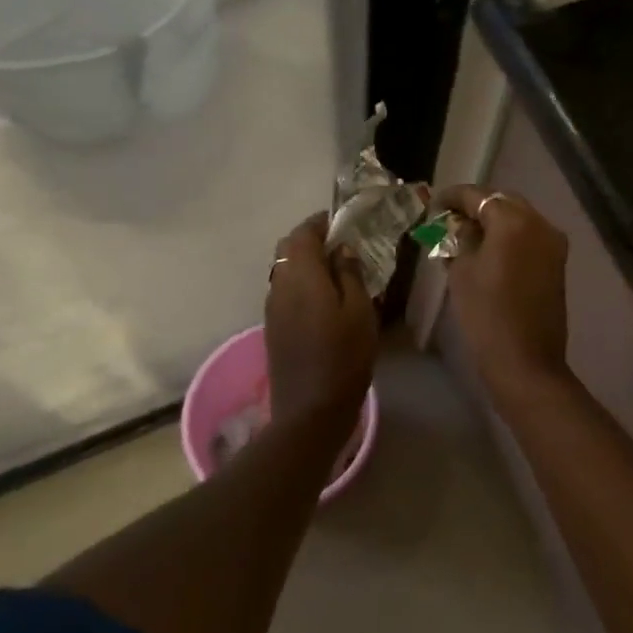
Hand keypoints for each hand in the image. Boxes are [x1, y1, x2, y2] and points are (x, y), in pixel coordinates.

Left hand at [265, 213, 378, 425]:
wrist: (310, 409)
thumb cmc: (344, 357)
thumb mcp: (360, 311)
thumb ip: (349, 274)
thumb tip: (342, 249)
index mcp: (301, 276)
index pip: (303, 233)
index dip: (321, 223)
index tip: (343, 222)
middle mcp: (279, 285)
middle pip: (287, 248)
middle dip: (311, 240)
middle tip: (341, 247)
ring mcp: (272, 308)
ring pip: (284, 270)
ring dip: (305, 263)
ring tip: (336, 272)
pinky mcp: (273, 327)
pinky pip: (284, 290)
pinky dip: (301, 283)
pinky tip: (324, 299)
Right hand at [433, 185, 570, 396]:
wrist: (526, 360)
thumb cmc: (486, 314)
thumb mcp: (462, 272)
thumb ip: (459, 239)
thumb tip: (456, 225)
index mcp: (513, 220)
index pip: (478, 196)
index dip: (453, 197)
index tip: (434, 205)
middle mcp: (539, 222)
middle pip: (503, 201)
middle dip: (476, 206)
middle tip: (450, 219)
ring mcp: (553, 242)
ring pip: (520, 217)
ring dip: (495, 220)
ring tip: (467, 234)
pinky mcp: (558, 262)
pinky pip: (530, 236)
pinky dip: (510, 236)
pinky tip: (490, 249)